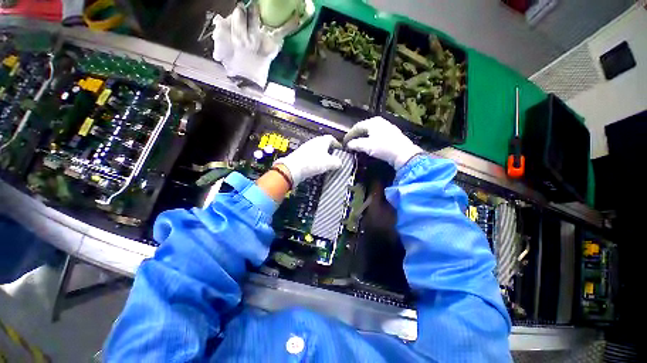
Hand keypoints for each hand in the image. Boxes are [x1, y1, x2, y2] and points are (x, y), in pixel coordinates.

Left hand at [273, 135, 342, 185]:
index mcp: (321, 141)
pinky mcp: (300, 155)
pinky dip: (315, 160)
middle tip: (334, 158)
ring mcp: (306, 148)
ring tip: (326, 164)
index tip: (340, 150)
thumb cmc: (312, 163)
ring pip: (317, 151)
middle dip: (330, 151)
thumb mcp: (329, 163)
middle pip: (324, 144)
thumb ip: (337, 162)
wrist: (293, 168)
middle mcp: (313, 142)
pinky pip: (310, 156)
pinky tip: (316, 167)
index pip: (331, 138)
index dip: (337, 144)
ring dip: (322, 156)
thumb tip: (339, 162)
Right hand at [343, 117, 422, 169]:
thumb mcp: (367, 146)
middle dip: (356, 135)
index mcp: (372, 122)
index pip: (357, 127)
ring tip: (358, 143)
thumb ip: (356, 144)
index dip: (349, 134)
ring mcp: (386, 126)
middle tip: (350, 142)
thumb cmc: (384, 147)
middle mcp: (379, 121)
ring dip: (363, 137)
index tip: (344, 142)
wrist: (403, 153)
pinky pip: (376, 133)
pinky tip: (369, 144)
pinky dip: (370, 138)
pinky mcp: (391, 133)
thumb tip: (348, 144)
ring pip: (370, 130)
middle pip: (364, 127)